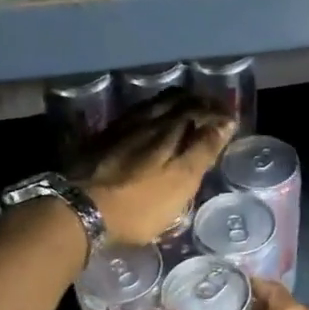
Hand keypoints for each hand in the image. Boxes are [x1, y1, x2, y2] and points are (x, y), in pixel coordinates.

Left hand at [69, 91, 234, 245]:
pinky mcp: (100, 140)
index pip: (198, 108)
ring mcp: (120, 128)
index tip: (230, 118)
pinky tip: (147, 125)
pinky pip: (132, 117)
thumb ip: (202, 151)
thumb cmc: (139, 203)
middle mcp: (145, 120)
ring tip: (182, 112)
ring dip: (171, 105)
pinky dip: (149, 116)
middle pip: (173, 100)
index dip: (217, 111)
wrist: (79, 209)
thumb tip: (225, 122)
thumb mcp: (180, 182)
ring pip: (151, 106)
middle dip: (195, 102)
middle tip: (210, 110)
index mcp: (168, 128)